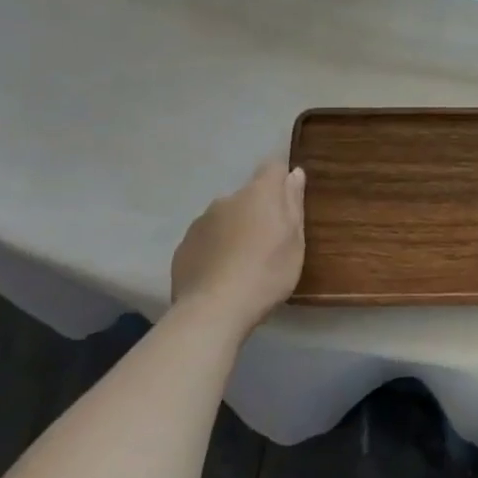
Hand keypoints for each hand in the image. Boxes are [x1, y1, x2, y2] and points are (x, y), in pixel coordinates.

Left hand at [170, 157, 305, 335]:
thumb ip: (293, 204)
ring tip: (242, 263)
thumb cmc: (267, 272)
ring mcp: (201, 222)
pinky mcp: (183, 246)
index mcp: (259, 193)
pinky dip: (215, 249)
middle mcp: (227, 199)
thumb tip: (294, 173)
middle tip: (267, 243)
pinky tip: (220, 275)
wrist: (213, 310)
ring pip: (225, 218)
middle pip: (248, 196)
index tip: (287, 202)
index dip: (281, 180)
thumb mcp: (295, 241)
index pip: (272, 167)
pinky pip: (206, 239)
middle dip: (257, 211)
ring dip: (234, 230)